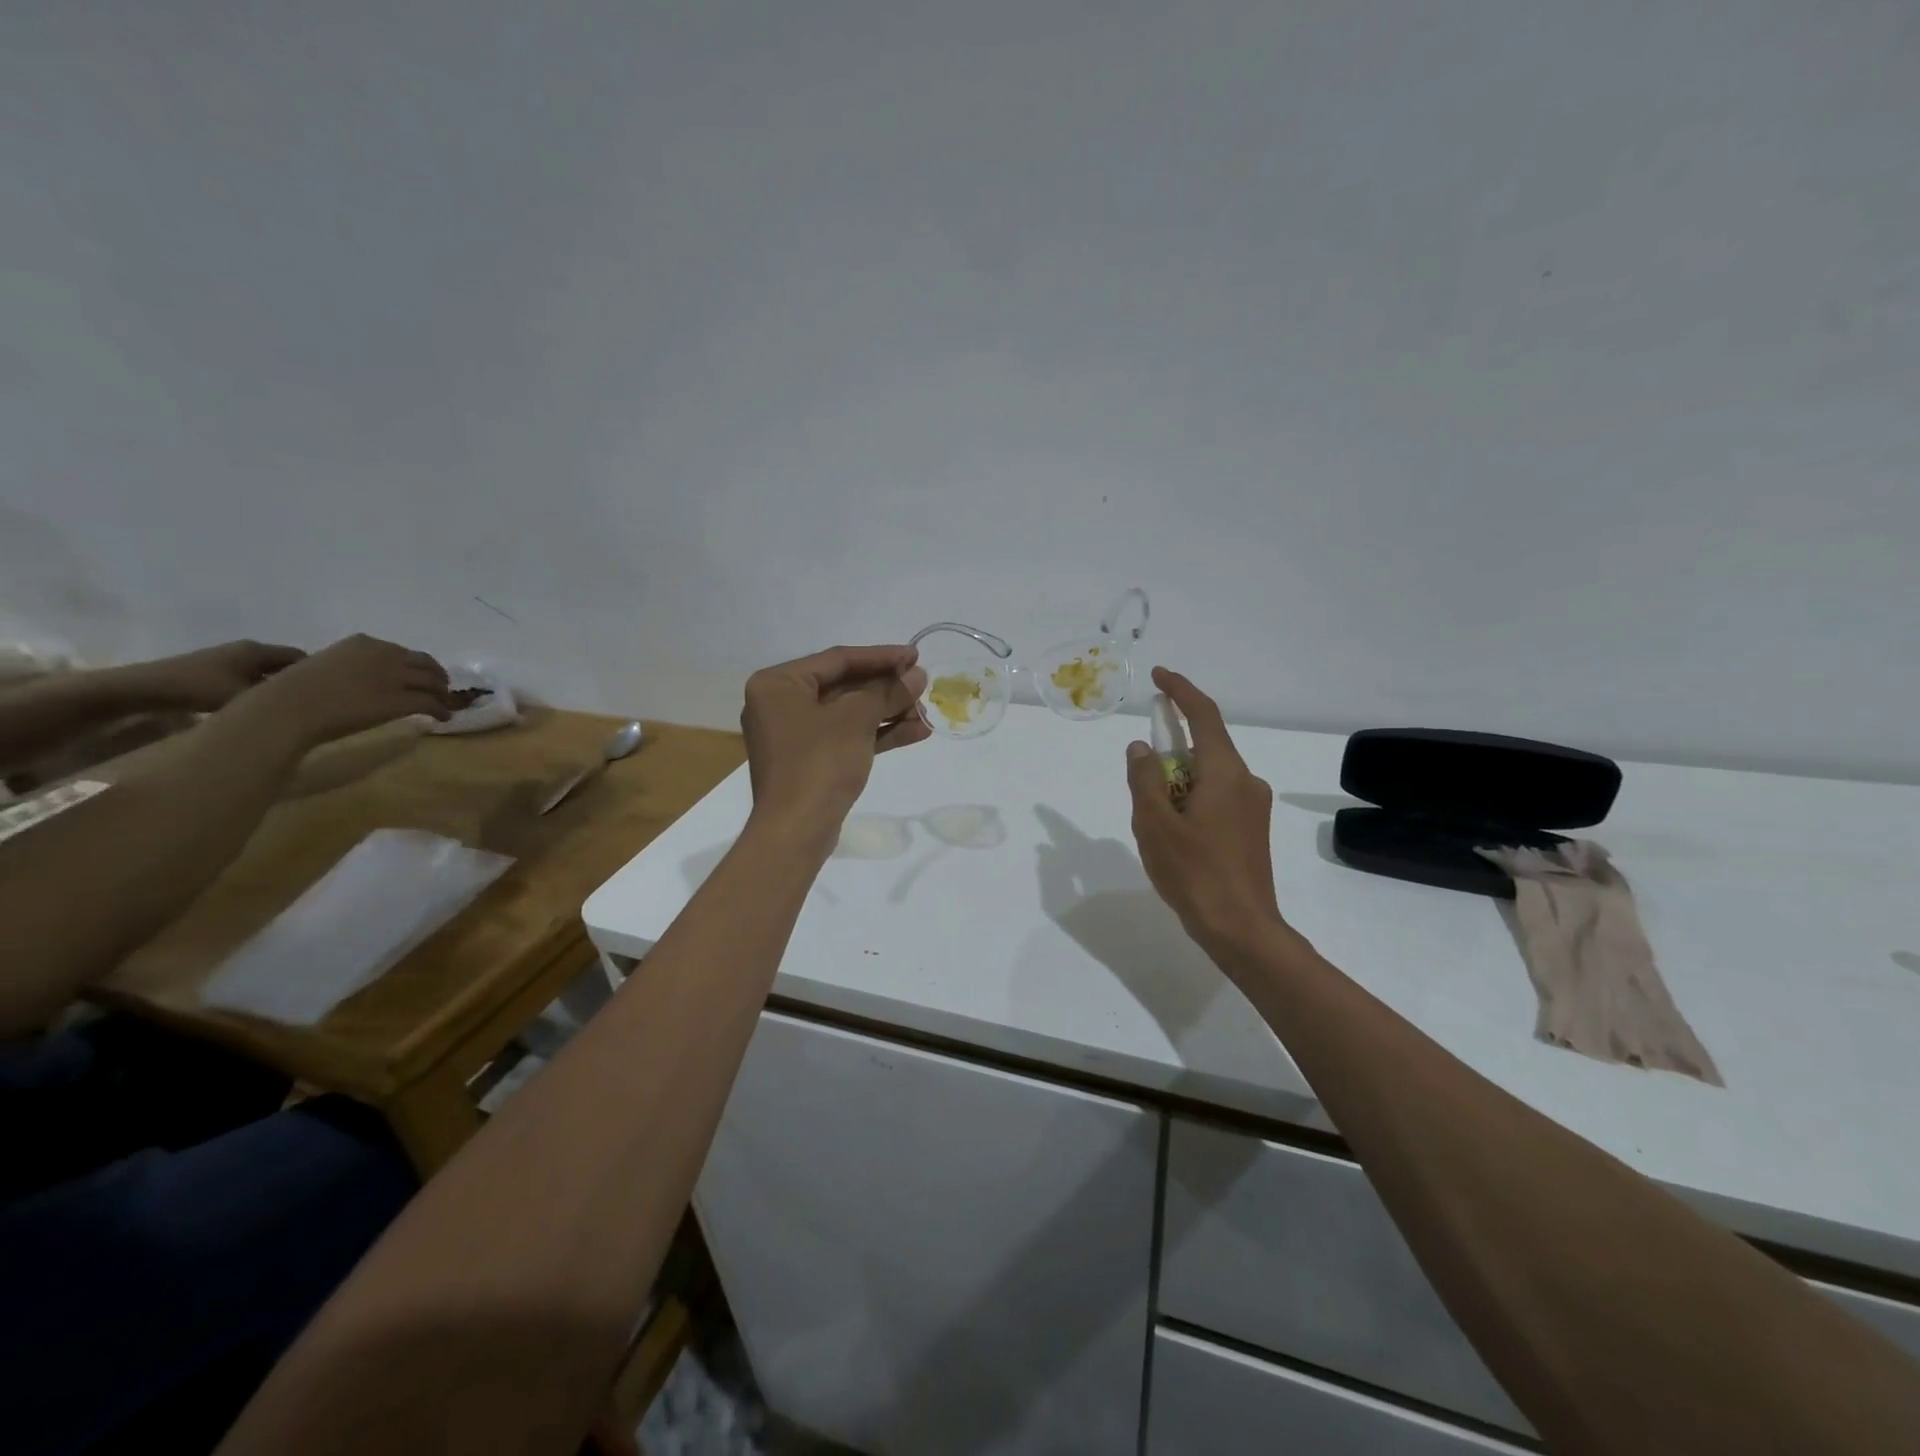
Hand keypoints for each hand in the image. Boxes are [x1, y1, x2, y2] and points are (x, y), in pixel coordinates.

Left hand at [126, 640, 306, 712]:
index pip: (302, 656)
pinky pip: (249, 676)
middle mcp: (246, 649)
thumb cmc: (198, 688)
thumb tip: (311, 703)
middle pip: (284, 663)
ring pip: (265, 671)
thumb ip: (280, 699)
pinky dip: (259, 688)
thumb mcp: (246, 696)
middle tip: (314, 700)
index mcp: (259, 650)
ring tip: (289, 705)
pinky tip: (260, 705)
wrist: (142, 688)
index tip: (330, 691)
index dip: (319, 672)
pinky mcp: (213, 670)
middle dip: (299, 679)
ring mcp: (227, 658)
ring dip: (277, 685)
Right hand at [229, 634, 458, 749]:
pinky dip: (441, 710)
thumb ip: (351, 665)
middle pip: (426, 664)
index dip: (417, 666)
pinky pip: (431, 703)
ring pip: (434, 683)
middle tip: (440, 691)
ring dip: (442, 695)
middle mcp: (384, 654)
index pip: (403, 653)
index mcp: (364, 643)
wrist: (288, 709)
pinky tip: (442, 718)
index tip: (420, 676)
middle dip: (436, 677)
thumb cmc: (295, 691)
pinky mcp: (400, 700)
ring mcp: (395, 676)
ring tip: (444, 705)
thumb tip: (364, 679)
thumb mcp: (325, 665)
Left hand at [741, 644, 929, 838]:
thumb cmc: (818, 763)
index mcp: (778, 684)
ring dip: (889, 712)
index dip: (881, 656)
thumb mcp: (856, 719)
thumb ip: (888, 692)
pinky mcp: (811, 761)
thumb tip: (917, 676)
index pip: (837, 660)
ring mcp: (796, 735)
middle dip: (887, 688)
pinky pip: (848, 737)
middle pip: (844, 686)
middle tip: (923, 685)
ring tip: (926, 712)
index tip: (916, 656)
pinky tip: (916, 732)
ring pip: (849, 714)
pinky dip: (878, 734)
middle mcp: (781, 704)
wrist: (797, 831)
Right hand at [1125, 667, 1287, 956]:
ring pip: (1210, 775)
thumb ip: (1144, 779)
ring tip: (1153, 818)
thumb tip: (1141, 748)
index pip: (1203, 715)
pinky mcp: (1252, 829)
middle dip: (1171, 748)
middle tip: (1141, 774)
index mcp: (1225, 773)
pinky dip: (1190, 798)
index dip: (1180, 691)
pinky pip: (1217, 797)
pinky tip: (1173, 832)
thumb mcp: (1154, 824)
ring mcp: (1253, 807)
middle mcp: (1246, 782)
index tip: (1159, 677)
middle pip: (1206, 747)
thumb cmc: (1194, 872)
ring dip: (1178, 780)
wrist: (1241, 928)